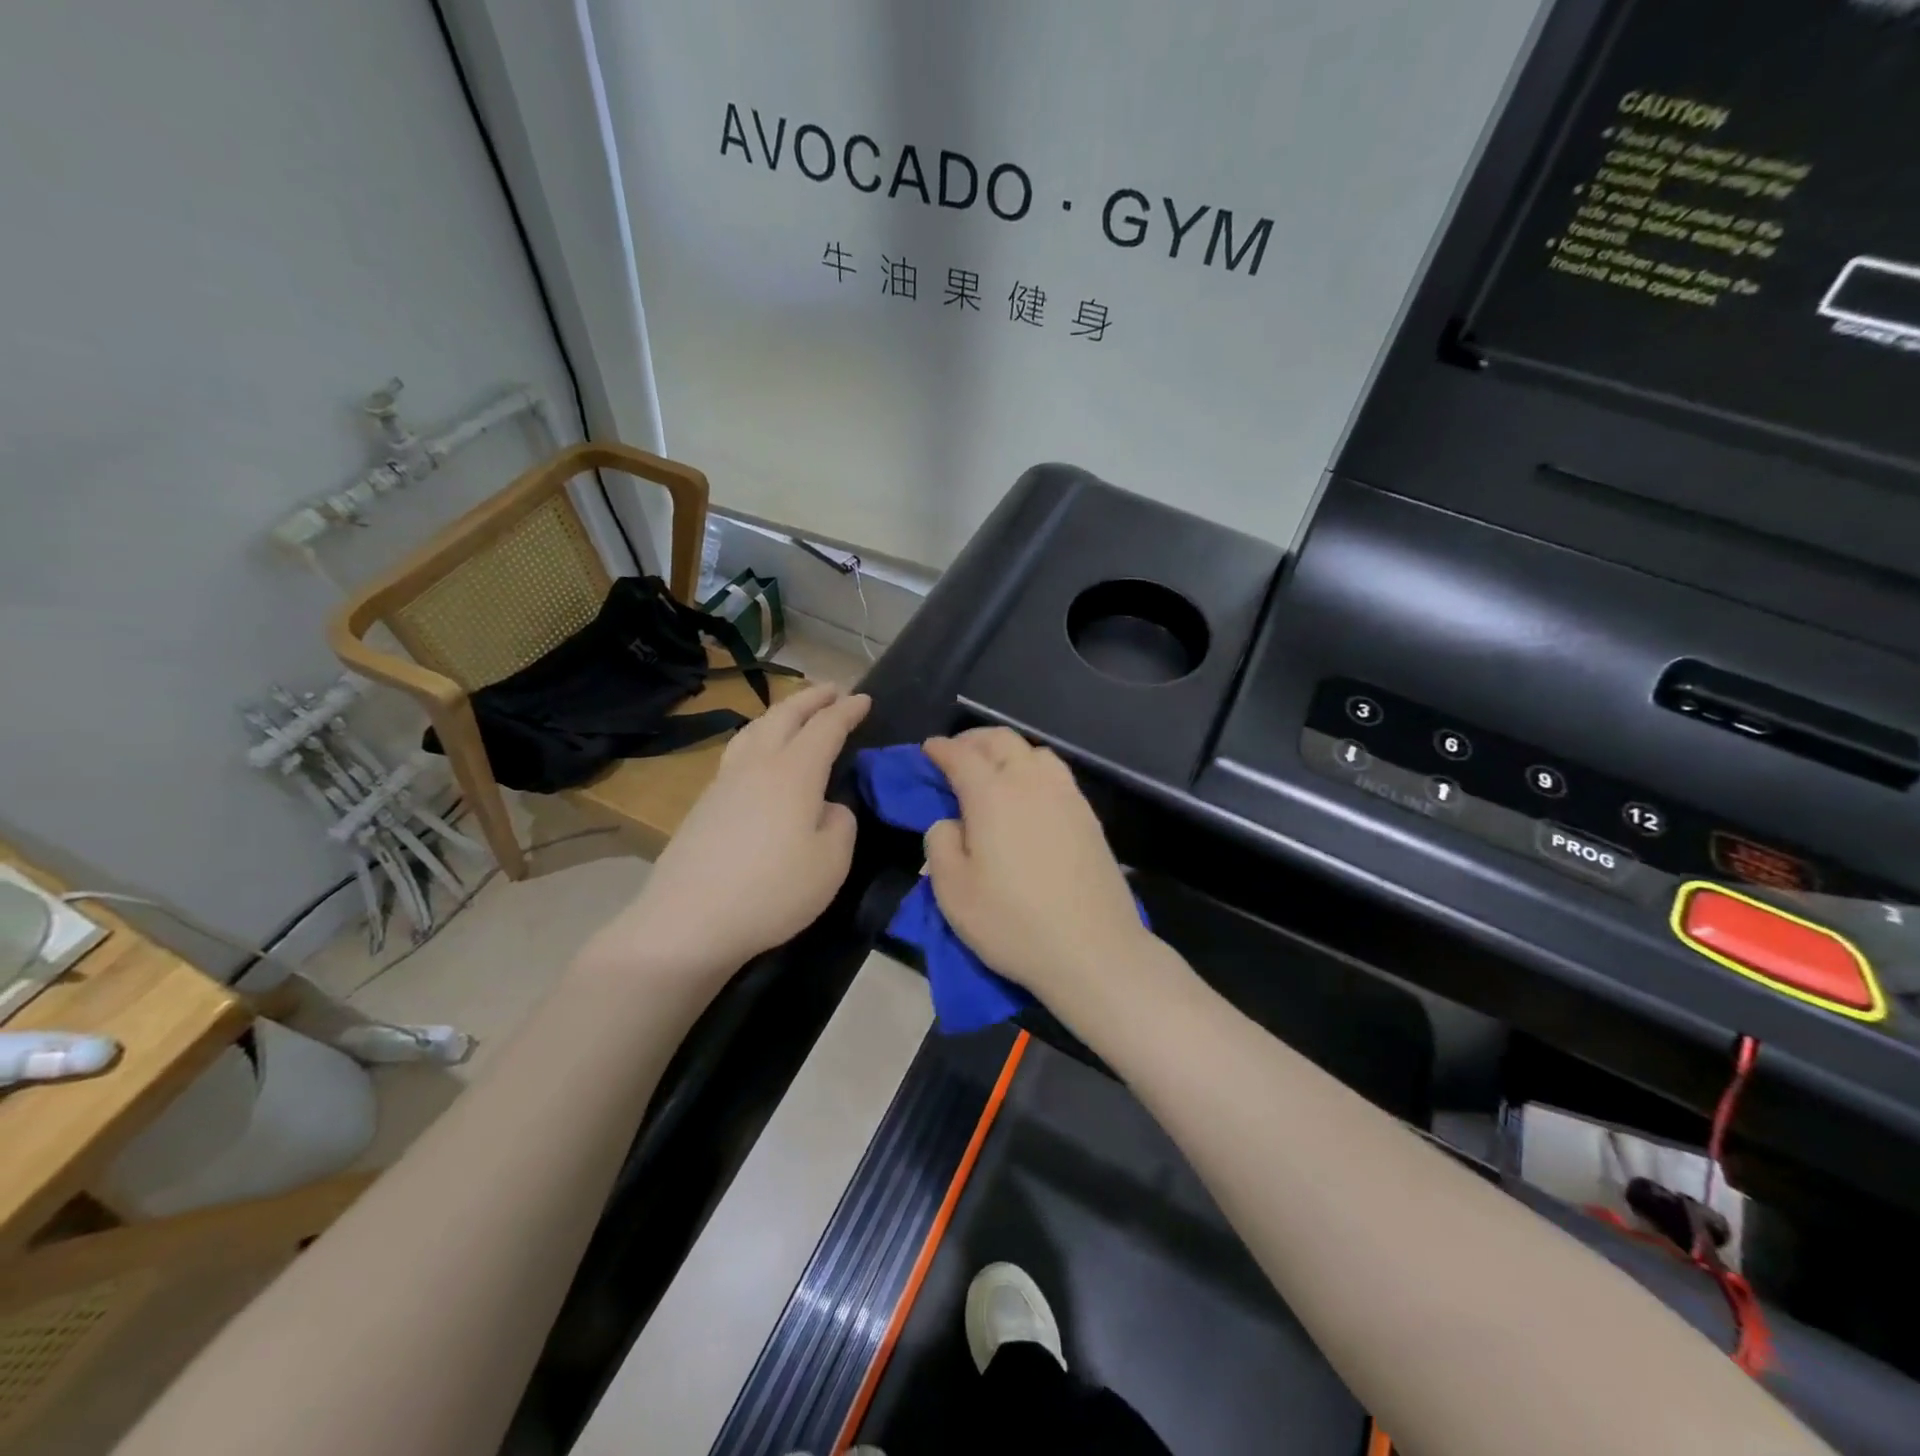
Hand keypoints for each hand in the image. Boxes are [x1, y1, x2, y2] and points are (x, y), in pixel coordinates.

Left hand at [591, 684, 870, 981]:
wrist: (689, 921)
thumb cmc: (772, 891)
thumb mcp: (831, 862)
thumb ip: (839, 824)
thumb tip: (826, 808)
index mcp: (794, 772)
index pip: (825, 727)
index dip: (847, 711)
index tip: (864, 699)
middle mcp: (757, 765)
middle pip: (784, 715)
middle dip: (811, 698)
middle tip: (832, 690)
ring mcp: (724, 782)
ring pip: (754, 729)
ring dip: (780, 713)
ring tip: (794, 712)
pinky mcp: (704, 803)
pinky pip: (738, 751)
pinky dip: (758, 736)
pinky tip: (759, 754)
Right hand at [922, 728, 1153, 1015]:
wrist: (1093, 949)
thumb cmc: (1013, 922)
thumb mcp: (953, 892)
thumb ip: (940, 844)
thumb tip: (949, 822)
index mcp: (992, 794)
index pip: (961, 755)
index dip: (940, 749)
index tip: (928, 750)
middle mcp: (1031, 782)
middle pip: (1001, 740)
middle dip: (973, 740)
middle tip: (956, 756)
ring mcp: (1066, 796)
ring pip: (1034, 751)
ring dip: (1007, 751)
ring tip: (993, 772)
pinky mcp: (1089, 816)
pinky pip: (1056, 773)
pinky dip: (1033, 769)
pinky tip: (1028, 795)